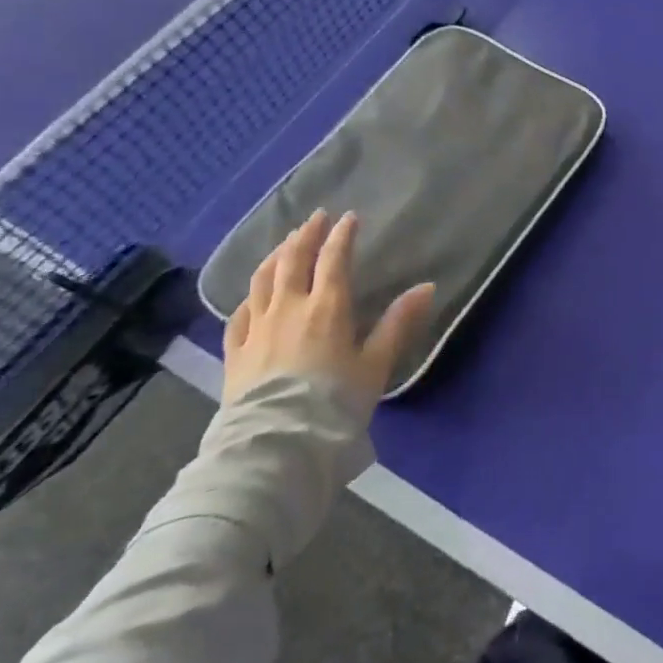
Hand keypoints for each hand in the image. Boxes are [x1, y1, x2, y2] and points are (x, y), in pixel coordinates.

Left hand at [221, 208, 434, 412]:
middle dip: (305, 235)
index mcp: (327, 307)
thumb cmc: (334, 401)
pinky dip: (249, 296)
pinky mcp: (235, 351)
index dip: (341, 236)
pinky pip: (239, 314)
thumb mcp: (376, 364)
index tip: (349, 218)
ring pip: (262, 280)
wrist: (277, 444)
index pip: (333, 260)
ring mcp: (257, 328)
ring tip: (285, 244)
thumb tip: (427, 286)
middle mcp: (289, 308)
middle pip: (293, 261)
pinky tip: (252, 295)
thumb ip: (398, 322)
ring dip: (275, 256)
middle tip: (315, 218)